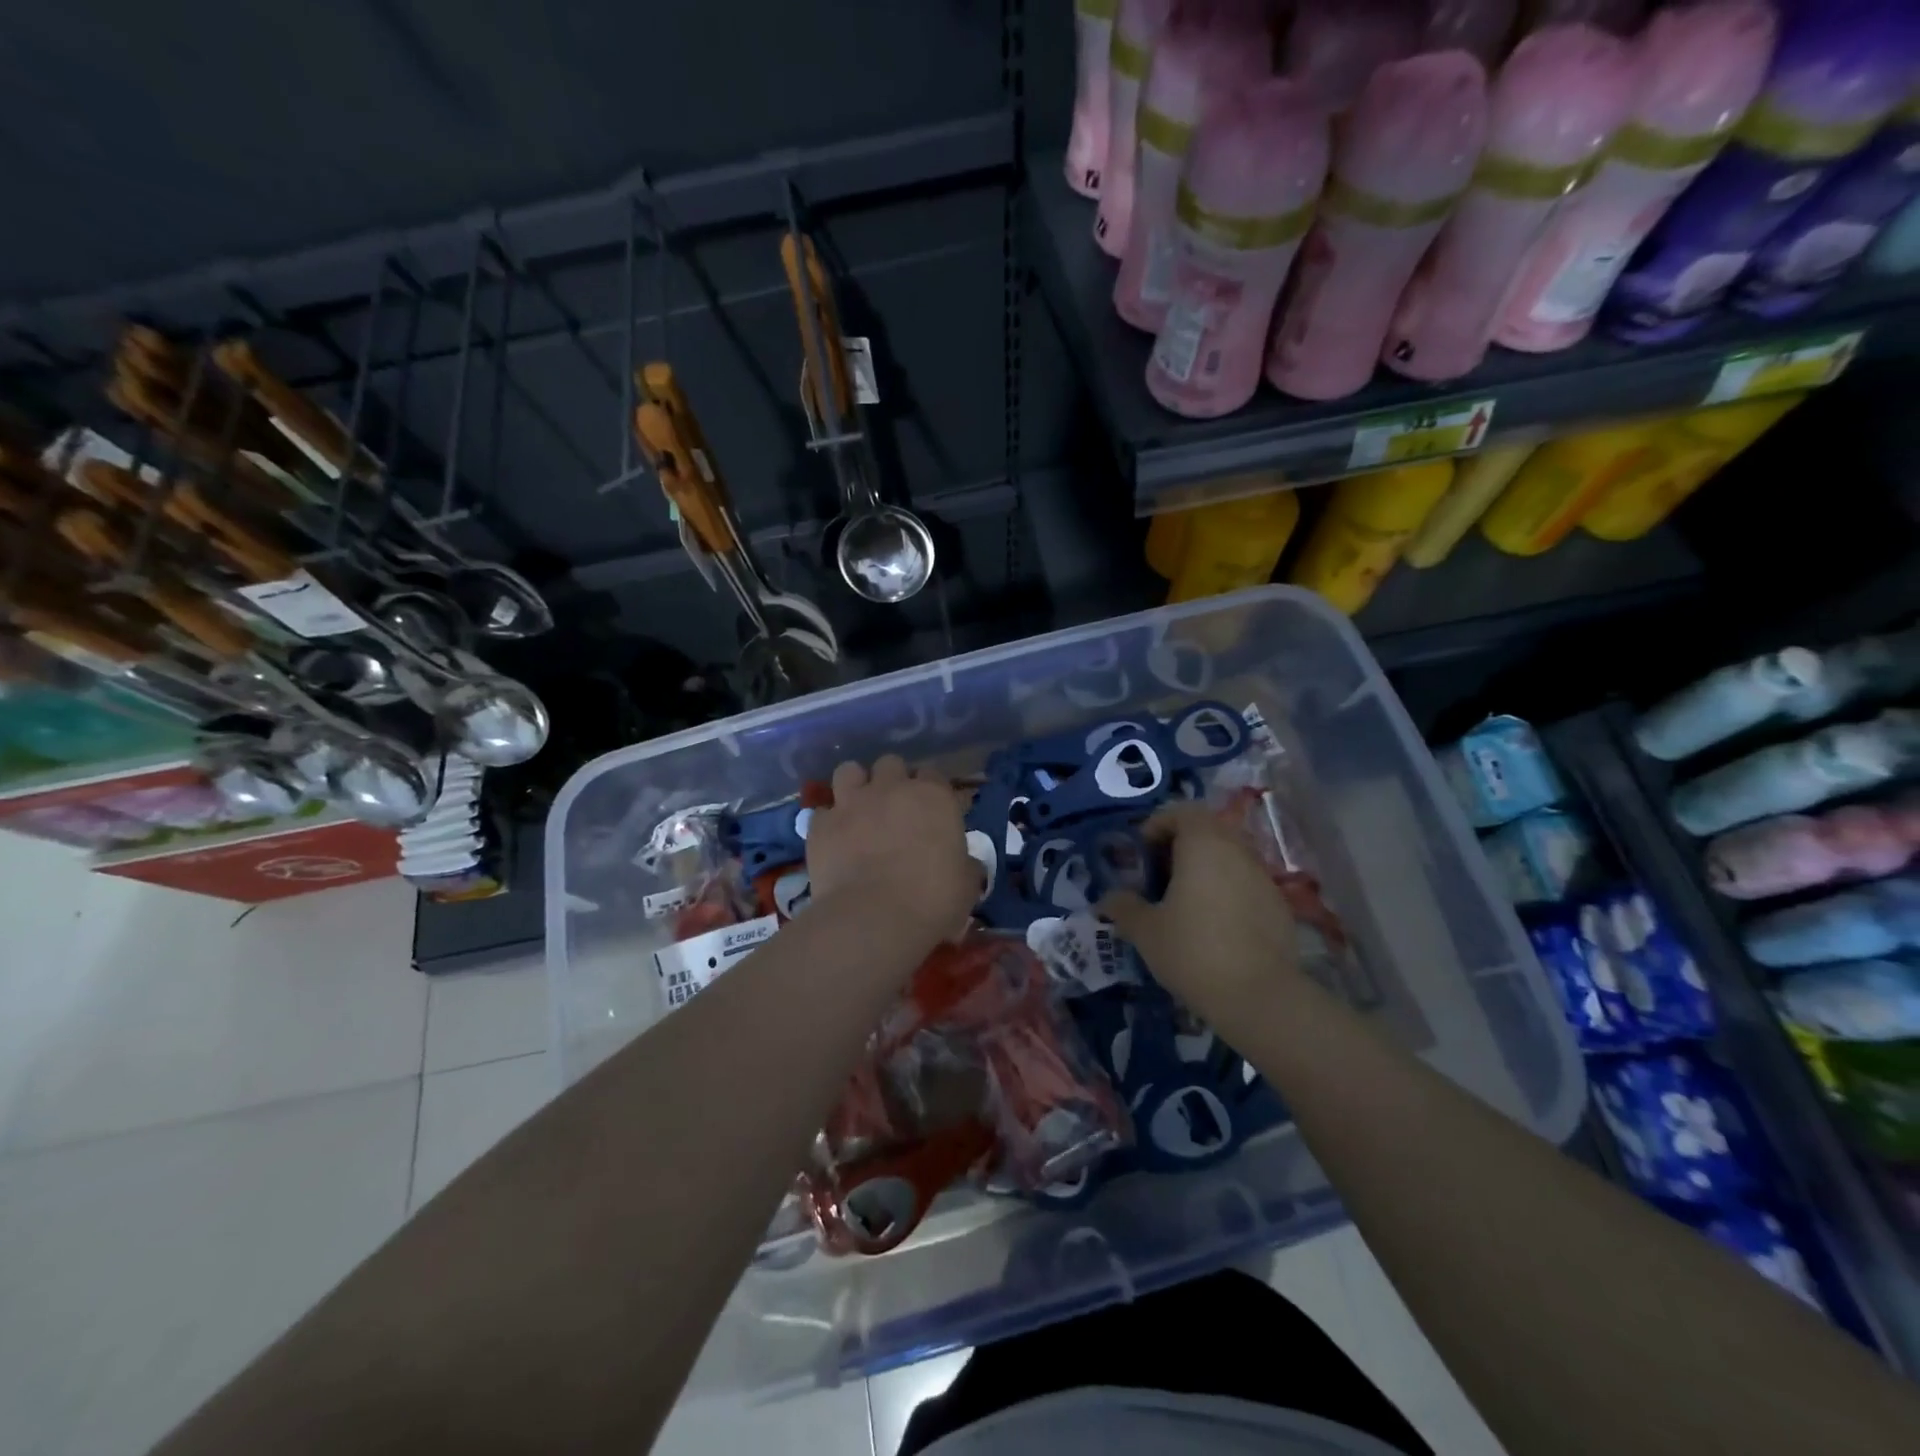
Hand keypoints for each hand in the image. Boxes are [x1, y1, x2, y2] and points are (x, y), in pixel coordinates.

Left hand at [805, 756, 976, 939]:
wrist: (874, 919)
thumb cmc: (933, 899)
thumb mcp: (966, 884)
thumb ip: (965, 865)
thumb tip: (965, 864)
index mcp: (933, 796)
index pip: (934, 775)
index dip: (932, 792)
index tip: (934, 813)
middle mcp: (891, 788)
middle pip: (891, 764)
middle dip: (893, 781)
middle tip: (896, 810)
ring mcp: (852, 803)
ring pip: (849, 771)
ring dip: (856, 786)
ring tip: (860, 810)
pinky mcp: (821, 825)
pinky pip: (822, 811)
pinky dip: (829, 822)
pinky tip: (835, 840)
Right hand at [1098, 803, 1302, 1023]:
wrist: (1260, 997)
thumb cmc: (1193, 950)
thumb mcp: (1145, 930)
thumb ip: (1123, 907)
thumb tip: (1108, 899)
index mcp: (1203, 844)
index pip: (1181, 811)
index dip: (1157, 826)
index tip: (1141, 854)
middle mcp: (1237, 850)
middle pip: (1207, 831)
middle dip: (1179, 847)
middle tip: (1158, 877)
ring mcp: (1263, 877)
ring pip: (1228, 857)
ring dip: (1204, 869)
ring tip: (1182, 903)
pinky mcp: (1279, 905)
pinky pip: (1245, 884)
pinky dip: (1226, 892)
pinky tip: (1213, 926)